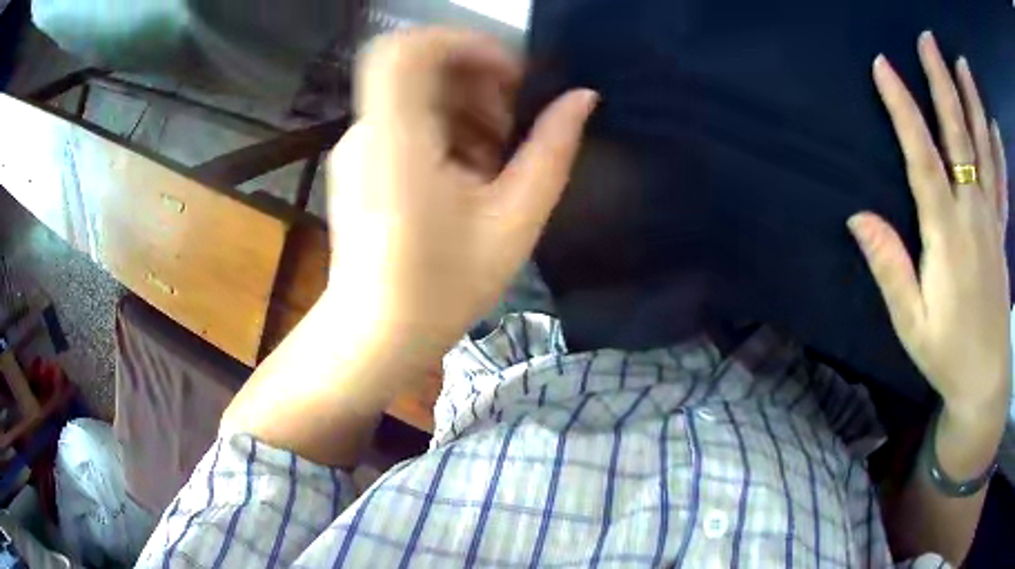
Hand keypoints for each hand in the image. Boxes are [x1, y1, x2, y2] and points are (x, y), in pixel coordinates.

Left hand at [325, 28, 596, 365]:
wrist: (376, 336)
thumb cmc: (442, 287)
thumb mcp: (514, 220)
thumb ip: (552, 150)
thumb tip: (583, 99)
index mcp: (397, 135)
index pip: (409, 47)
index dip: (463, 43)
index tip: (511, 76)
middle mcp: (367, 130)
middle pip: (421, 68)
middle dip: (477, 82)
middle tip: (513, 126)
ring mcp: (358, 147)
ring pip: (416, 95)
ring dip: (465, 110)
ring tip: (496, 160)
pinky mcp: (358, 165)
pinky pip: (404, 122)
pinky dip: (443, 131)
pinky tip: (467, 175)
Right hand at [849, 32, 1009, 416]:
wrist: (986, 383)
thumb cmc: (948, 356)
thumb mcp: (911, 324)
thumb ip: (890, 268)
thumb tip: (859, 217)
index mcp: (947, 235)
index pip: (922, 157)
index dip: (903, 109)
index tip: (884, 66)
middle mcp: (973, 215)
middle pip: (959, 138)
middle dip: (943, 83)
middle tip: (929, 39)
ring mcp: (992, 222)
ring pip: (985, 150)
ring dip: (974, 102)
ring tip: (962, 64)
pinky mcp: (1001, 235)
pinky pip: (1001, 183)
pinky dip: (998, 150)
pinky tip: (992, 124)